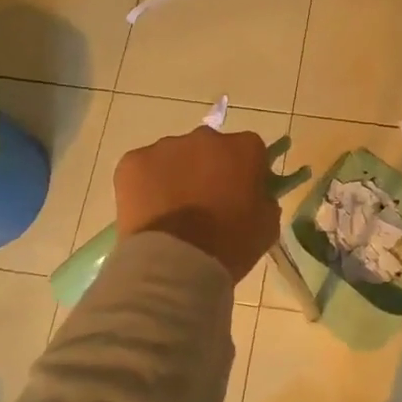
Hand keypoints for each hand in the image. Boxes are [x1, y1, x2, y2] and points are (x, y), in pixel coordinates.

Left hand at [115, 127, 279, 285]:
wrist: (175, 264)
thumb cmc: (230, 245)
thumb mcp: (267, 225)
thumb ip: (265, 199)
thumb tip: (255, 194)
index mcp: (244, 147)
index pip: (249, 150)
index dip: (245, 172)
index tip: (241, 195)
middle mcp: (206, 137)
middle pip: (210, 148)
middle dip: (209, 169)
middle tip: (205, 204)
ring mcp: (166, 146)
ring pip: (175, 157)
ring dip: (177, 175)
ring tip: (173, 212)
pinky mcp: (133, 161)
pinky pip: (144, 168)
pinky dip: (146, 184)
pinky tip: (150, 212)